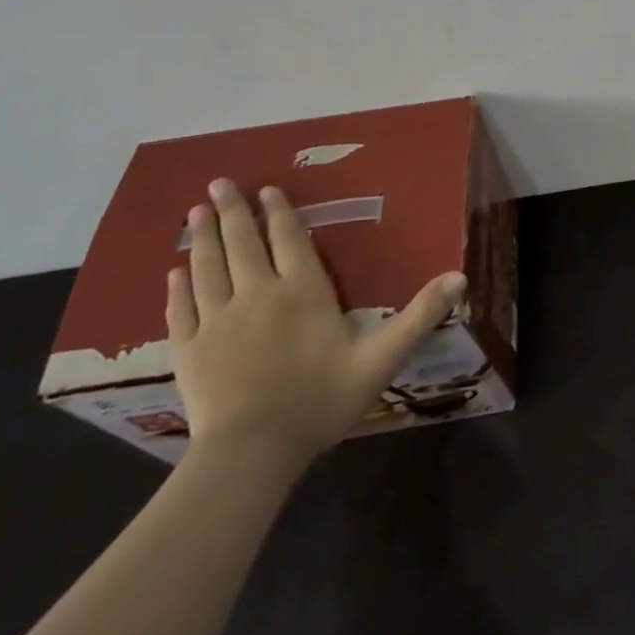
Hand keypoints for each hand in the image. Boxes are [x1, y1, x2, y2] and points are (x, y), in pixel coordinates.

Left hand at [167, 179, 464, 470]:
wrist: (253, 452)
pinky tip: (173, 272)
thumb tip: (461, 276)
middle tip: (219, 182)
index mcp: (303, 291)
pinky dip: (177, 287)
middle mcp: (257, 294)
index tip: (266, 189)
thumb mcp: (383, 357)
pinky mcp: (189, 350)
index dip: (278, 212)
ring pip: (207, 267)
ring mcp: (217, 321)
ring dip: (203, 236)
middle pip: (242, 243)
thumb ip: (420, 315)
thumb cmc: (322, 400)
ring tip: (197, 210)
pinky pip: (180, 309)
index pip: (289, 239)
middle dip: (233, 211)